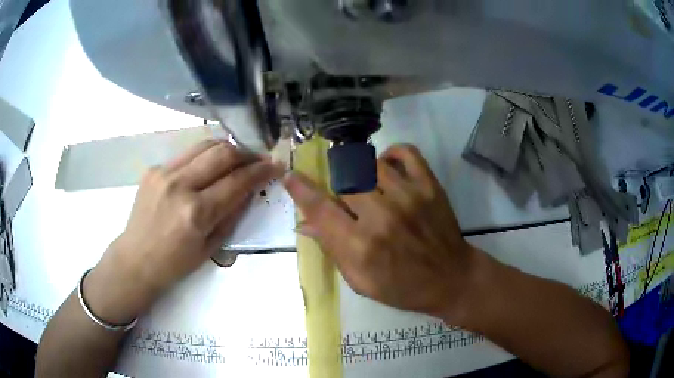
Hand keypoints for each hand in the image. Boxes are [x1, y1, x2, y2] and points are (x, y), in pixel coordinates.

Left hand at [85, 140, 283, 323]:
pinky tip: (207, 169)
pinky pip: (186, 155)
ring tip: (237, 158)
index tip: (275, 166)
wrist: (136, 259)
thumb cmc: (175, 263)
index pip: (237, 181)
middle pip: (222, 153)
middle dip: (247, 153)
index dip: (261, 171)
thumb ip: (233, 214)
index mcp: (196, 213)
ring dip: (227, 148)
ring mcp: (164, 173)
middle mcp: (180, 186)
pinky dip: (204, 158)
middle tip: (258, 159)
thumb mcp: (211, 246)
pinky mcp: (154, 169)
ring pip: (204, 145)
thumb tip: (250, 189)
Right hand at [285, 144, 484, 322]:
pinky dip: (391, 154)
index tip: (290, 175)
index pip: (320, 209)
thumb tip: (304, 223)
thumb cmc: (402, 287)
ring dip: (360, 173)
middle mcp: (381, 216)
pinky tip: (387, 168)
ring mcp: (408, 196)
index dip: (300, 189)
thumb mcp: (360, 281)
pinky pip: (405, 152)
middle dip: (337, 188)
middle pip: (342, 180)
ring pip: (368, 163)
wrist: (450, 279)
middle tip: (347, 200)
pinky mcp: (429, 186)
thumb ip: (332, 249)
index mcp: (361, 247)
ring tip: (367, 187)